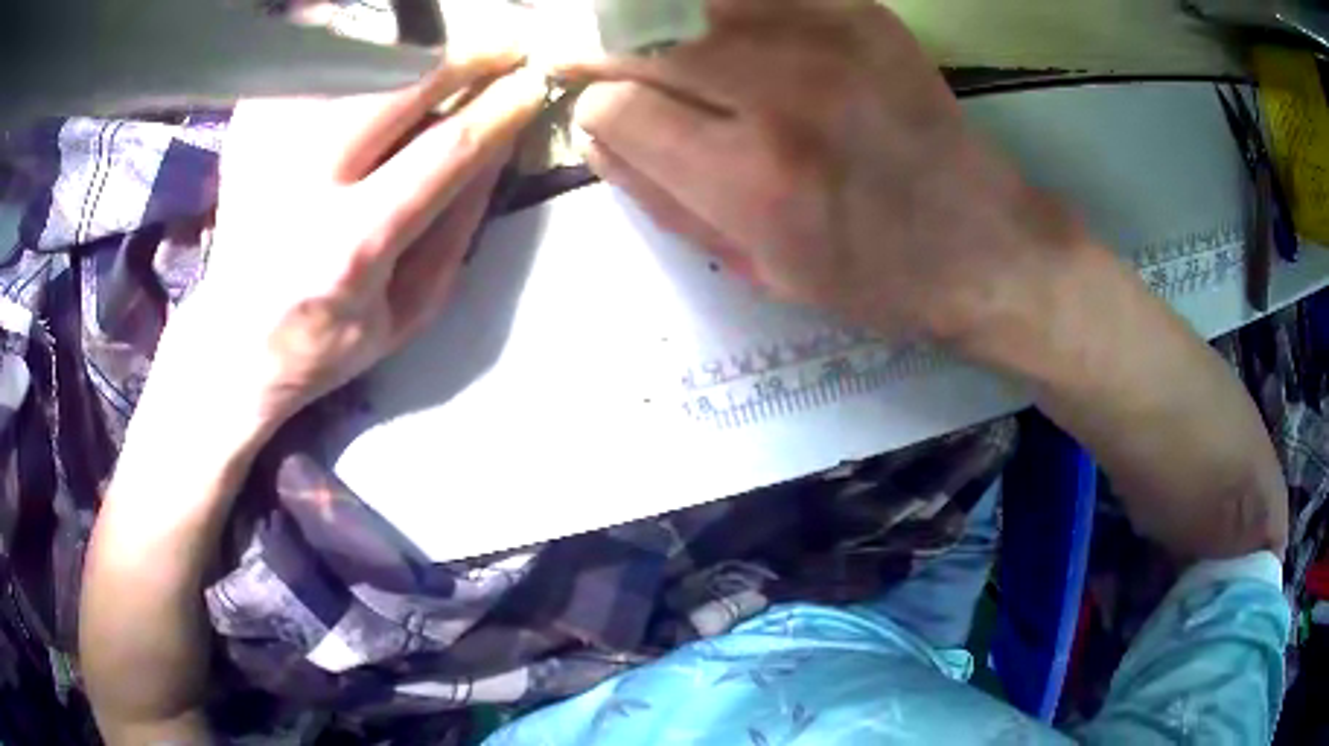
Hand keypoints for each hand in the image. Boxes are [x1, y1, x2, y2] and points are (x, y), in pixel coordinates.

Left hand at [163, 50, 545, 439]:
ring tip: (445, 46)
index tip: (533, 84)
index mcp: (349, 247)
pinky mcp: (247, 132)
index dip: (497, 110)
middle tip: (504, 43)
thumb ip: (455, 232)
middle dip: (462, 58)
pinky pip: (308, 65)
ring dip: (409, 46)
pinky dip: (348, 45)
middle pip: (394, 90)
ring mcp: (267, 151)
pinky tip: (376, 48)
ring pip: (351, 66)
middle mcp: (302, 186)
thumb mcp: (406, 312)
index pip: (442, 153)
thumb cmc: (326, 340)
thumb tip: (496, 149)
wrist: (231, 342)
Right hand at [569, 0, 1082, 344]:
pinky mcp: (859, 11)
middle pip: (640, 36)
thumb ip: (658, 195)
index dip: (596, 108)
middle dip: (596, 45)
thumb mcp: (752, 267)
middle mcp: (785, 92)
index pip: (617, 106)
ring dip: (644, 13)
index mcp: (753, 180)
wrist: (979, 243)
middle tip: (581, 51)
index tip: (604, 112)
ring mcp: (828, 37)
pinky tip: (709, 24)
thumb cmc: (868, 275)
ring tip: (639, 35)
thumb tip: (592, 128)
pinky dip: (711, 2)